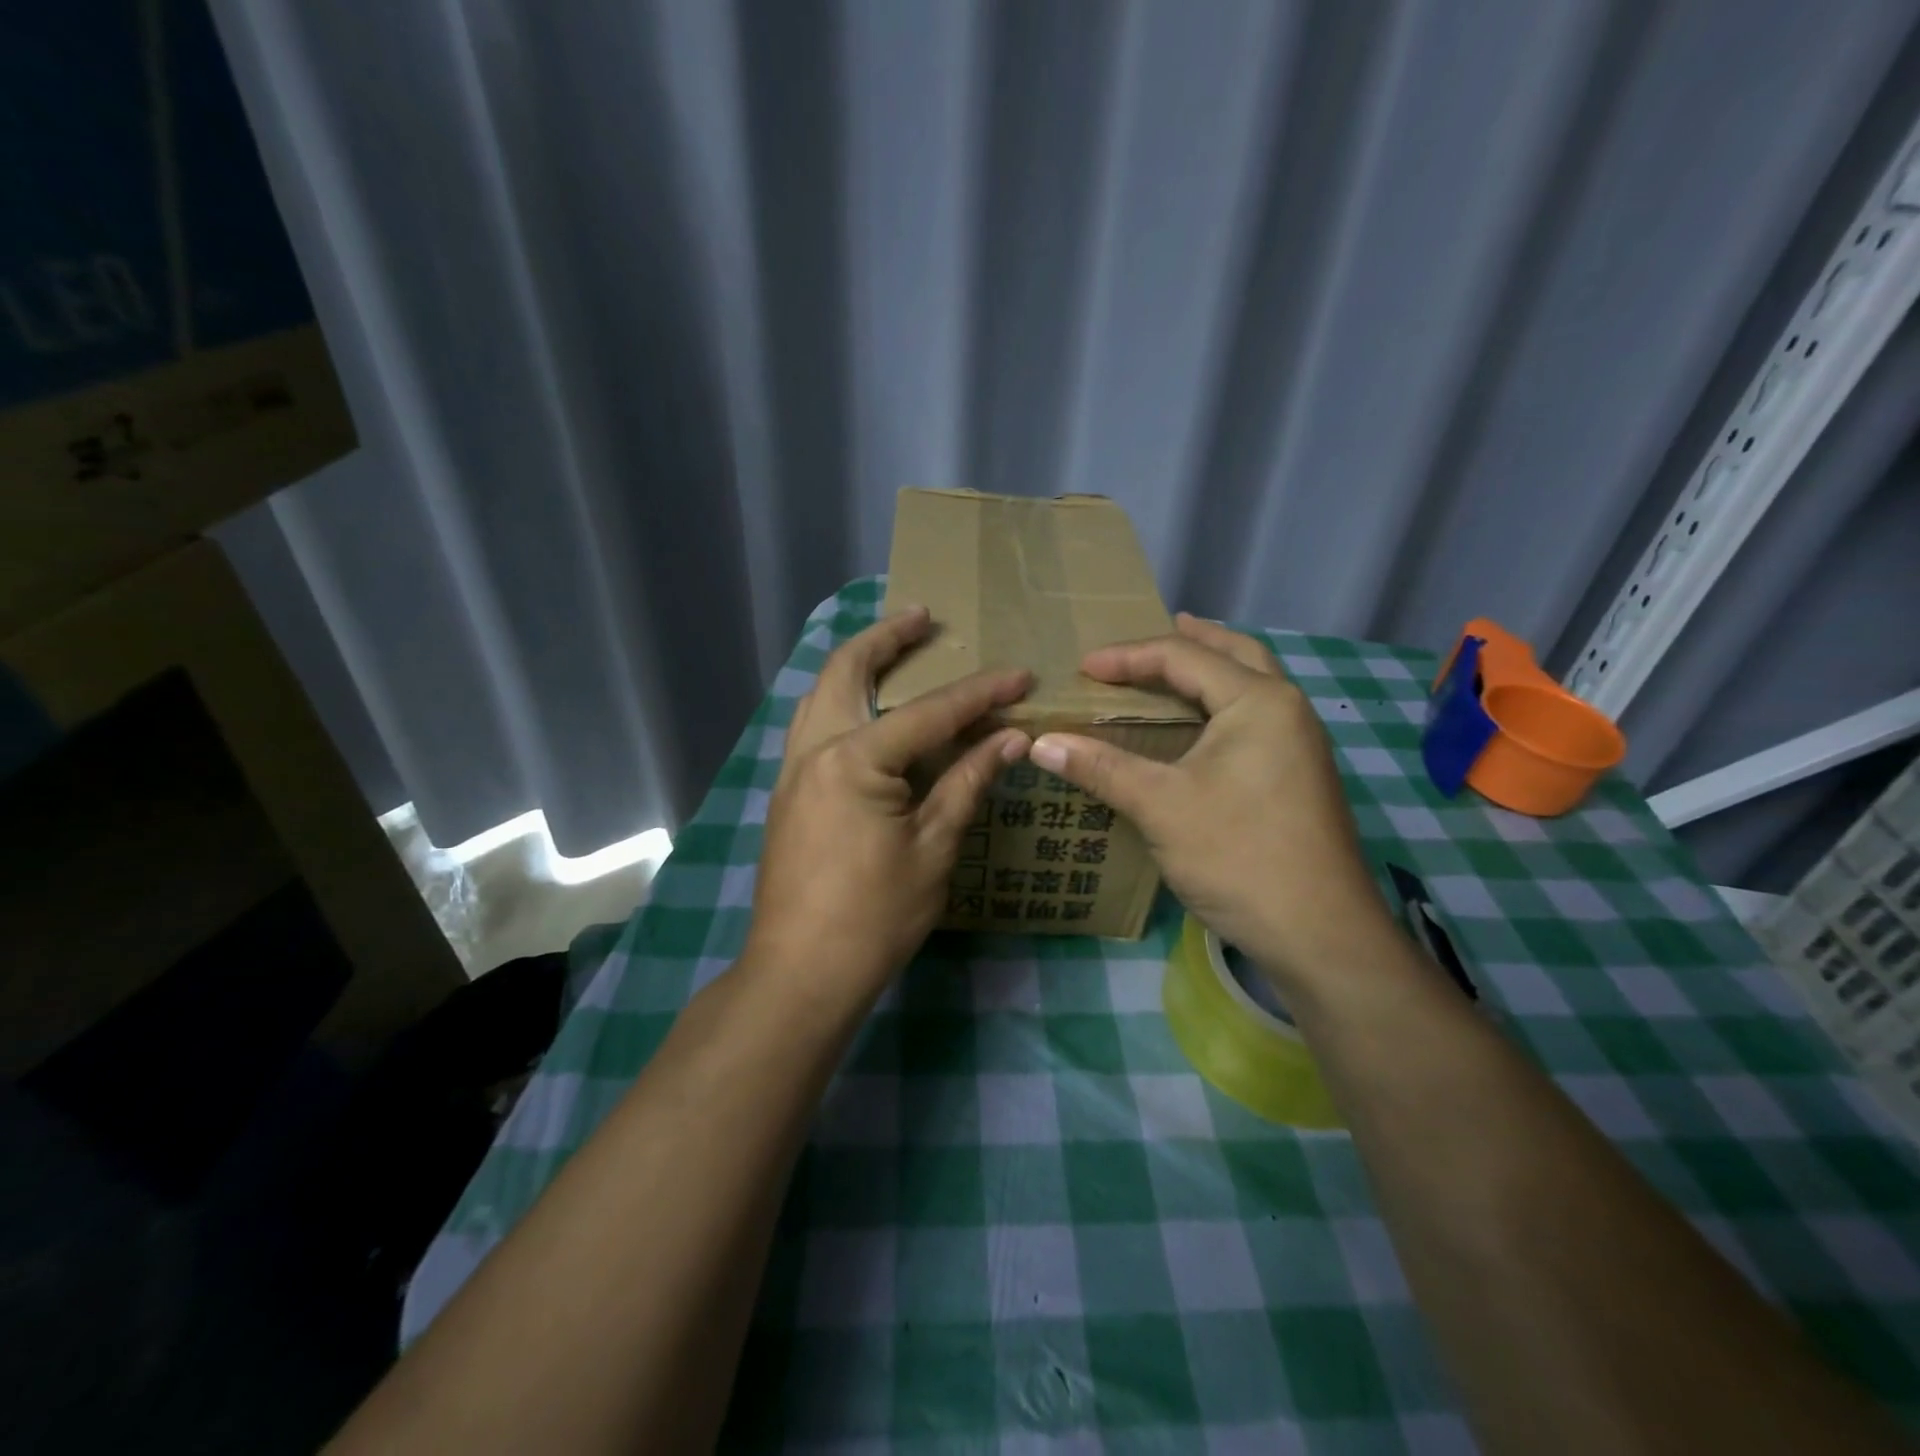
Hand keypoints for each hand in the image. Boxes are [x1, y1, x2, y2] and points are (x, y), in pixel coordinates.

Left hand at [744, 607, 1031, 1014]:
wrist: (800, 972)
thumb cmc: (874, 916)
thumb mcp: (933, 847)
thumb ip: (967, 781)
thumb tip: (1009, 738)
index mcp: (853, 759)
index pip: (929, 712)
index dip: (979, 693)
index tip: (1019, 675)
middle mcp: (814, 750)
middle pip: (845, 671)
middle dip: (885, 638)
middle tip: (922, 617)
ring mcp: (792, 771)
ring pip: (819, 693)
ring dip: (855, 663)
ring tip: (892, 649)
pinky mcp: (788, 794)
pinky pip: (812, 724)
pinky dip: (839, 699)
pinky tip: (865, 710)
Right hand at [1028, 614, 1391, 995]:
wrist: (1320, 934)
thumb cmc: (1238, 855)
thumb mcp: (1160, 806)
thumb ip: (1101, 767)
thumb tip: (1038, 743)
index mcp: (1259, 701)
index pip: (1183, 657)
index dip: (1127, 657)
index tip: (1082, 668)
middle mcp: (1288, 709)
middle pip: (1236, 654)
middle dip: (1190, 641)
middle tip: (1148, 639)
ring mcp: (1301, 745)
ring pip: (1253, 685)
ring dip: (1212, 670)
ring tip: (1174, 670)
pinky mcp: (1300, 776)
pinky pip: (1257, 718)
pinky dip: (1223, 705)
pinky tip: (1200, 729)